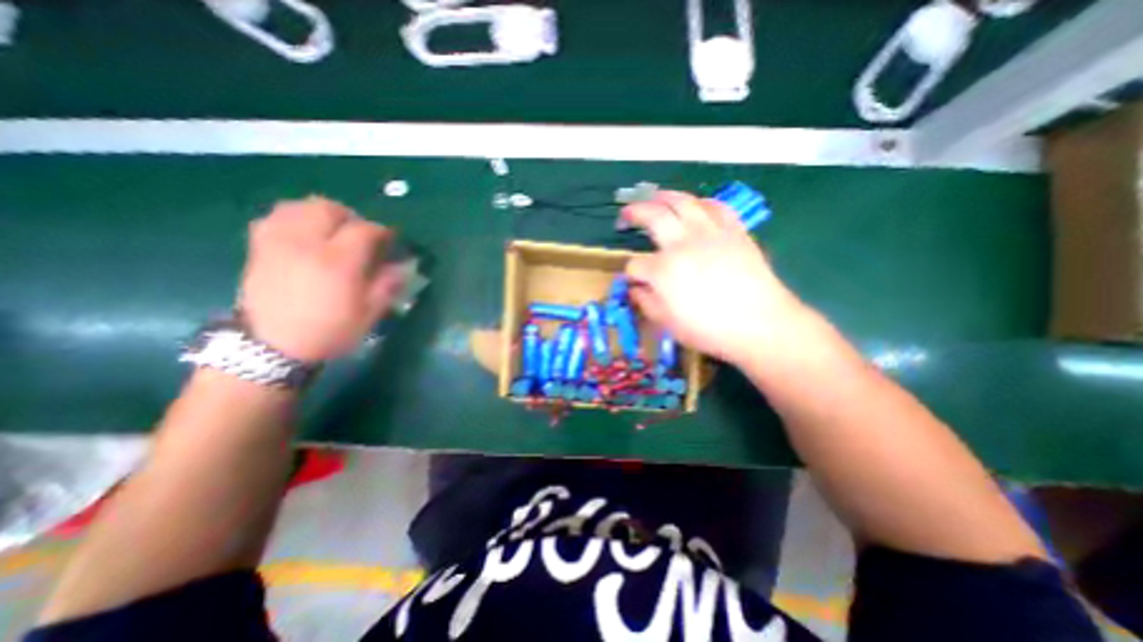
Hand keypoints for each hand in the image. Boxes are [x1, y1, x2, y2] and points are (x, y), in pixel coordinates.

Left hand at [236, 197, 406, 363]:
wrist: (272, 347)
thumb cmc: (330, 331)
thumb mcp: (369, 314)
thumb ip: (387, 285)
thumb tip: (402, 266)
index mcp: (338, 262)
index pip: (364, 229)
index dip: (382, 231)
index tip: (390, 240)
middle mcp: (306, 244)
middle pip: (328, 208)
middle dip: (351, 217)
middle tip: (360, 234)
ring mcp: (278, 243)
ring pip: (299, 206)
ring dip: (322, 213)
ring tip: (332, 231)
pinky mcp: (259, 248)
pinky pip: (275, 216)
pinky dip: (294, 218)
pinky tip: (304, 234)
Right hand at [624, 191, 811, 364]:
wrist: (759, 324)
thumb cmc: (709, 329)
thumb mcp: (667, 323)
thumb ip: (646, 302)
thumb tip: (636, 289)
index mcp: (662, 270)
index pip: (635, 265)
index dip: (631, 274)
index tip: (634, 282)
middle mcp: (682, 244)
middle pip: (653, 217)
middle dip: (634, 213)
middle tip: (626, 214)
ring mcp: (709, 233)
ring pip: (682, 202)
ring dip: (664, 196)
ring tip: (654, 196)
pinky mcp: (733, 231)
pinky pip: (716, 206)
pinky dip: (702, 202)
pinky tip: (696, 205)